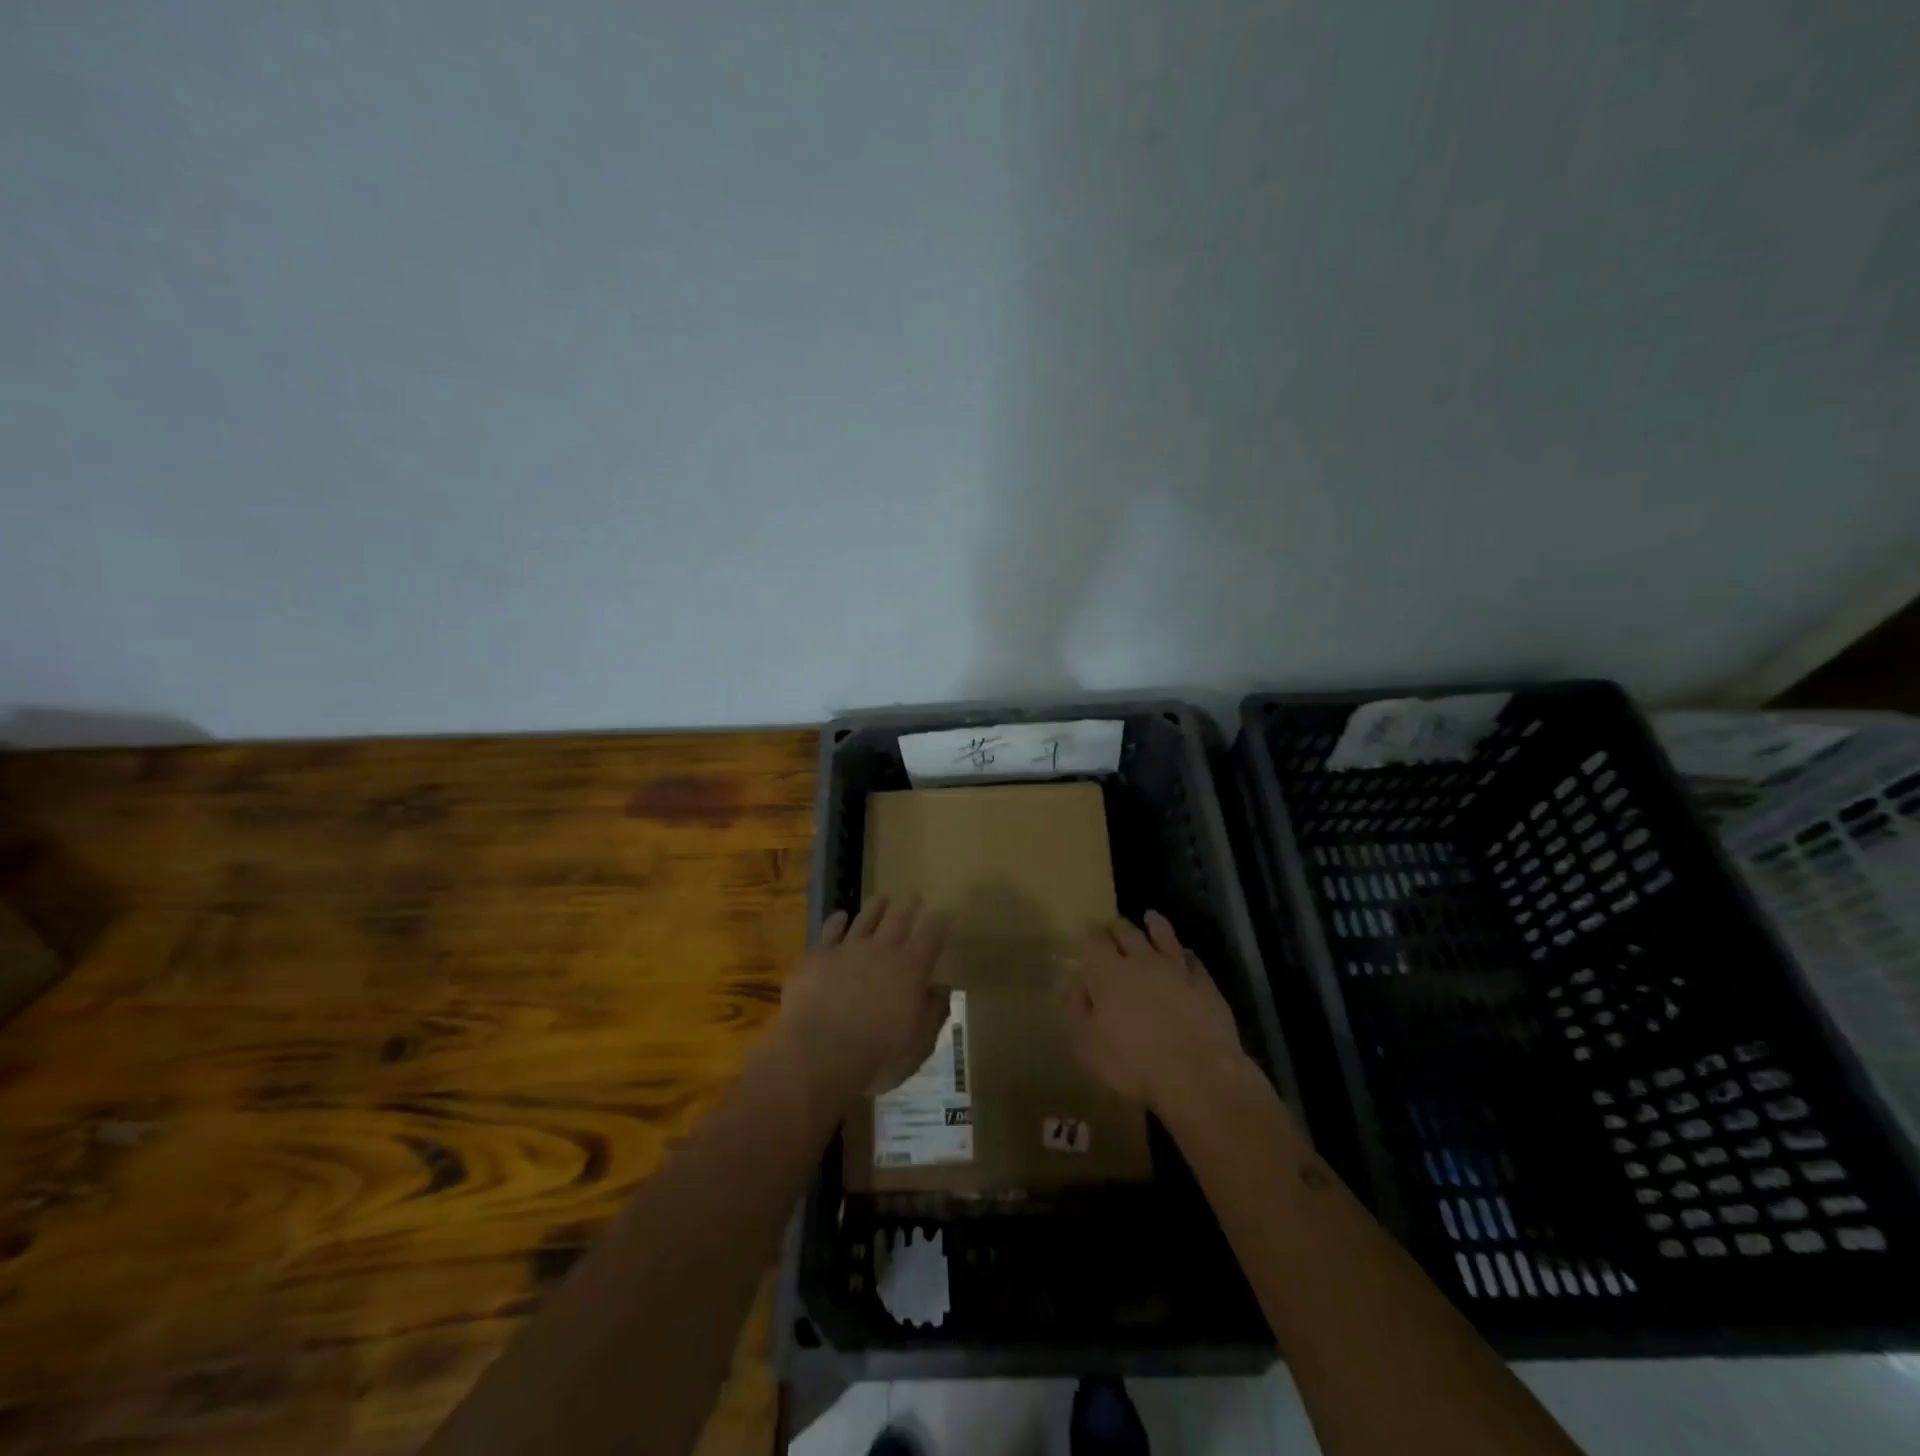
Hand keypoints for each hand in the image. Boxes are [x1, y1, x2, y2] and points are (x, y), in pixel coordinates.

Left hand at [775, 894, 948, 1112]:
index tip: (942, 914)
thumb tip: (942, 988)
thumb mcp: (918, 1044)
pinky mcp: (818, 956)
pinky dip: (837, 920)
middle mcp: (883, 950)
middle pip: (899, 919)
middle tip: (914, 896)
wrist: (819, 1054)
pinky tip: (841, 916)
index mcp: (911, 968)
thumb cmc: (877, 1056)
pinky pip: (830, 930)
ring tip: (882, 898)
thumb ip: (933, 1012)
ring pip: (866, 918)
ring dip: (876, 907)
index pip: (931, 935)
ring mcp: (848, 949)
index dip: (938, 922)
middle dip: (909, 907)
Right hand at [1062, 911, 1246, 1112]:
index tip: (1086, 930)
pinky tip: (1187, 954)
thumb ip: (1077, 1012)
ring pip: (1164, 937)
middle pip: (1128, 934)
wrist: (1198, 1073)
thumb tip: (1077, 987)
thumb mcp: (1088, 1046)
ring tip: (1151, 917)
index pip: (1094, 943)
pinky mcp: (1205, 985)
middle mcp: (1142, 962)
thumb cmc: (1133, 1063)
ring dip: (1155, 926)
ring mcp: (1177, 970)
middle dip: (1118, 927)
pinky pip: (1194, 961)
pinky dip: (1187, 955)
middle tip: (1113, 924)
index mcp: (1109, 973)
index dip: (1089, 935)